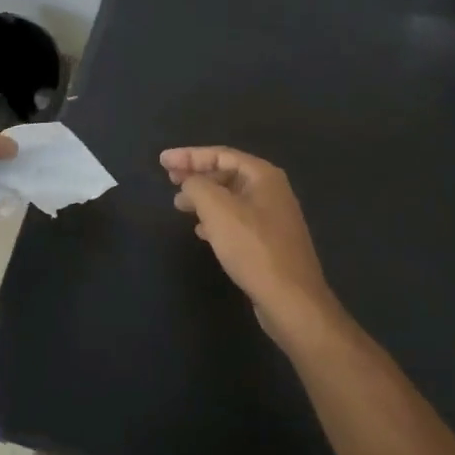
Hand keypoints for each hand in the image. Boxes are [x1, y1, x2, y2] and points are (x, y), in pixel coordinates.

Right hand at [161, 146, 340, 347]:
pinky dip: (216, 219)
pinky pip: (237, 220)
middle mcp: (271, 190)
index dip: (189, 155)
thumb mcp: (218, 210)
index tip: (162, 161)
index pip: (220, 154)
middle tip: (169, 180)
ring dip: (204, 198)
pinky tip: (201, 231)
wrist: (292, 300)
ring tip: (179, 206)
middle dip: (196, 175)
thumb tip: (189, 182)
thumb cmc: (253, 247)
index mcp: (263, 175)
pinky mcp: (269, 242)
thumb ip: (197, 186)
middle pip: (227, 173)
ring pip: (231, 198)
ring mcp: (273, 217)